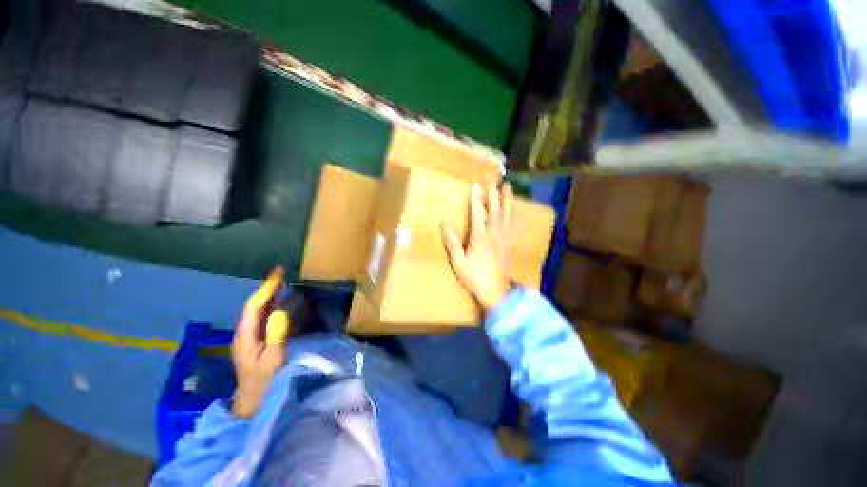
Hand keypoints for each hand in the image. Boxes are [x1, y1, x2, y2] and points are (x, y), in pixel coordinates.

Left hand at [231, 267, 289, 417]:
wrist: (253, 405)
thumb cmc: (264, 383)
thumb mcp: (273, 360)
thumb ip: (276, 335)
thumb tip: (280, 311)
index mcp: (246, 336)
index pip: (254, 305)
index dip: (267, 288)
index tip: (279, 273)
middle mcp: (245, 333)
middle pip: (255, 305)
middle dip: (268, 288)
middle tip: (283, 274)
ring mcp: (250, 338)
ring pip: (259, 311)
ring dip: (271, 296)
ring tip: (285, 284)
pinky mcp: (257, 343)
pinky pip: (265, 319)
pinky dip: (274, 307)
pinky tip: (283, 304)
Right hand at [443, 183, 513, 311]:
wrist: (495, 291)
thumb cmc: (474, 277)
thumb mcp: (459, 262)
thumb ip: (452, 243)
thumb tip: (444, 224)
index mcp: (480, 237)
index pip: (478, 213)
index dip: (476, 198)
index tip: (475, 184)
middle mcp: (494, 234)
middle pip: (495, 210)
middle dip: (493, 193)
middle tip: (492, 179)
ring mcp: (504, 239)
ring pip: (507, 216)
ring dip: (507, 200)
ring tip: (507, 187)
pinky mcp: (509, 244)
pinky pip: (515, 228)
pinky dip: (517, 217)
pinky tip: (519, 212)